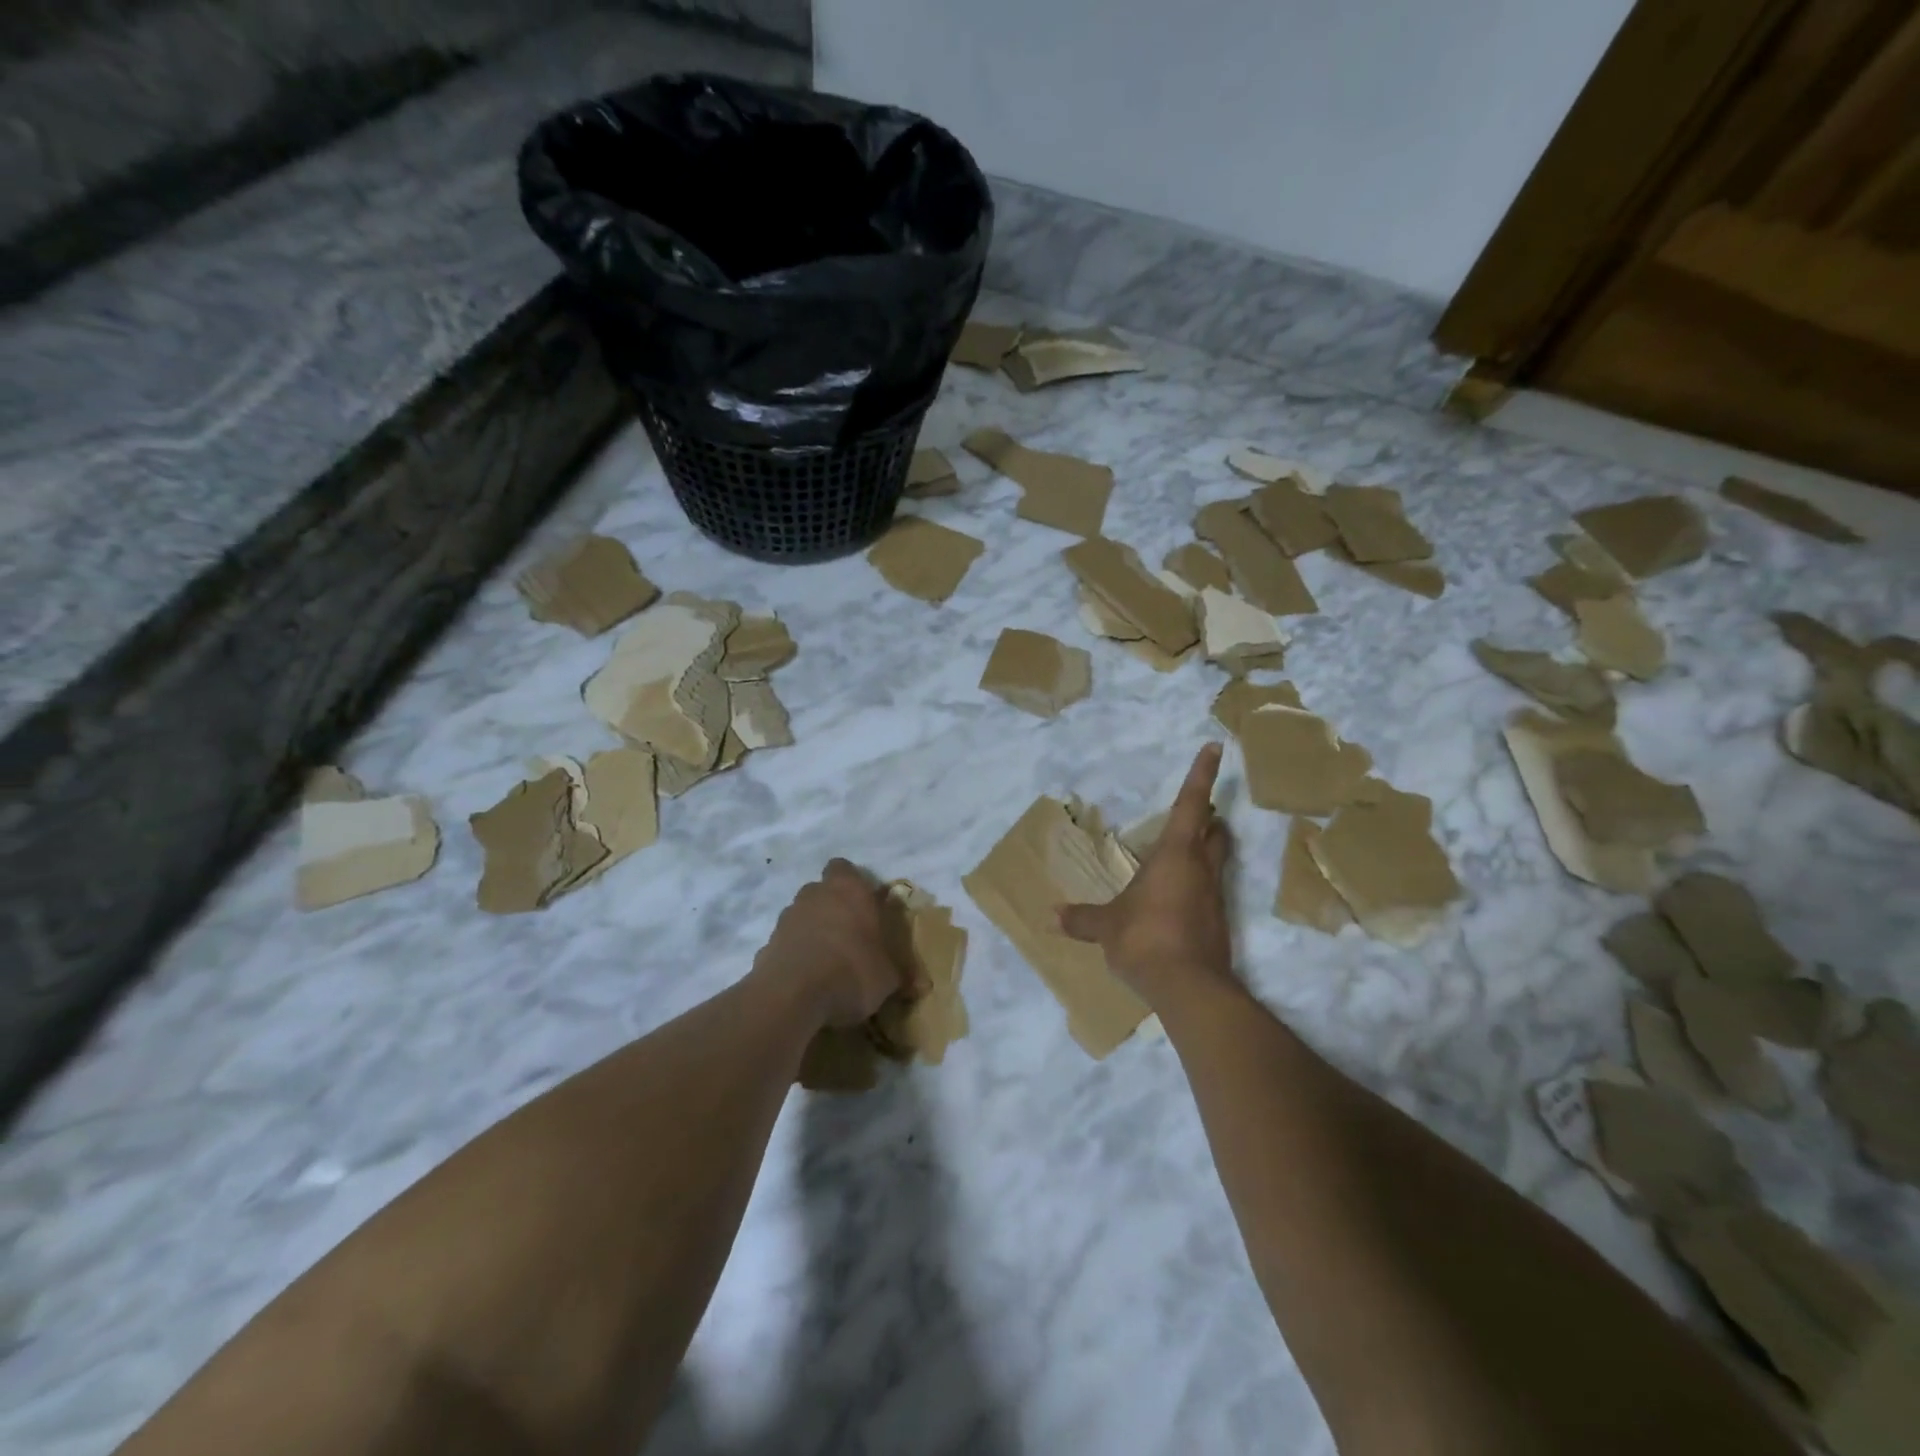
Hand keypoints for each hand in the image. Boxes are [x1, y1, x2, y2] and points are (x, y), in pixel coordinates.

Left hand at [755, 859, 920, 1027]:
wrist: (791, 996)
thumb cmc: (852, 971)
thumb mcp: (889, 977)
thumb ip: (900, 974)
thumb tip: (920, 985)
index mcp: (848, 889)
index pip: (844, 868)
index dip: (853, 884)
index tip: (864, 907)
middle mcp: (814, 894)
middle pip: (822, 892)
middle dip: (834, 910)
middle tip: (851, 937)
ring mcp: (786, 918)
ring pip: (802, 917)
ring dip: (813, 932)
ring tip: (829, 963)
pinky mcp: (767, 945)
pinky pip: (787, 945)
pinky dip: (796, 956)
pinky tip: (807, 982)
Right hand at [1058, 742, 1234, 1008]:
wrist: (1190, 988)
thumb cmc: (1145, 938)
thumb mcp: (1106, 926)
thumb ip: (1082, 918)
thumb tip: (1051, 916)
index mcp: (1176, 854)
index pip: (1191, 804)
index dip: (1202, 774)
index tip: (1216, 747)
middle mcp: (1201, 868)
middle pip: (1215, 831)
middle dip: (1208, 818)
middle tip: (1196, 814)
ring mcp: (1215, 896)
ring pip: (1217, 861)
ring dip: (1204, 851)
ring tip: (1178, 857)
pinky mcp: (1219, 923)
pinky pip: (1208, 892)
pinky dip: (1196, 887)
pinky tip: (1174, 903)